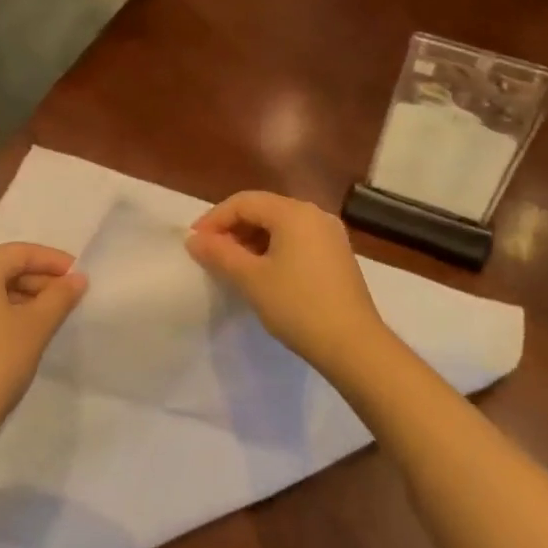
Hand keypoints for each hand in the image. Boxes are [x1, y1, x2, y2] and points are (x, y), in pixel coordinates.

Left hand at [0, 242, 88, 469]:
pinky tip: (22, 330)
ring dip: (21, 296)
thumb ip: (60, 297)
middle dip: (37, 279)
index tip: (78, 275)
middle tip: (68, 296)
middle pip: (2, 268)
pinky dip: (1, 311)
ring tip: (50, 314)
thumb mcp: (36, 327)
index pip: (18, 252)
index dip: (52, 260)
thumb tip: (77, 278)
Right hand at [186, 191, 392, 378]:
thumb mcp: (251, 279)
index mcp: (294, 212)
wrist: (353, 345)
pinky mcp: (337, 255)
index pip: (244, 202)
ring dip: (252, 239)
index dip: (214, 219)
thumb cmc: (297, 306)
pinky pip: (297, 240)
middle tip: (210, 254)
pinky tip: (262, 273)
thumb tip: (194, 240)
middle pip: (263, 209)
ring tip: (232, 265)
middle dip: (232, 228)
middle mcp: (315, 214)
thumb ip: (219, 254)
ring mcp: (330, 235)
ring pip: (281, 225)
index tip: (194, 243)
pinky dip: (273, 249)